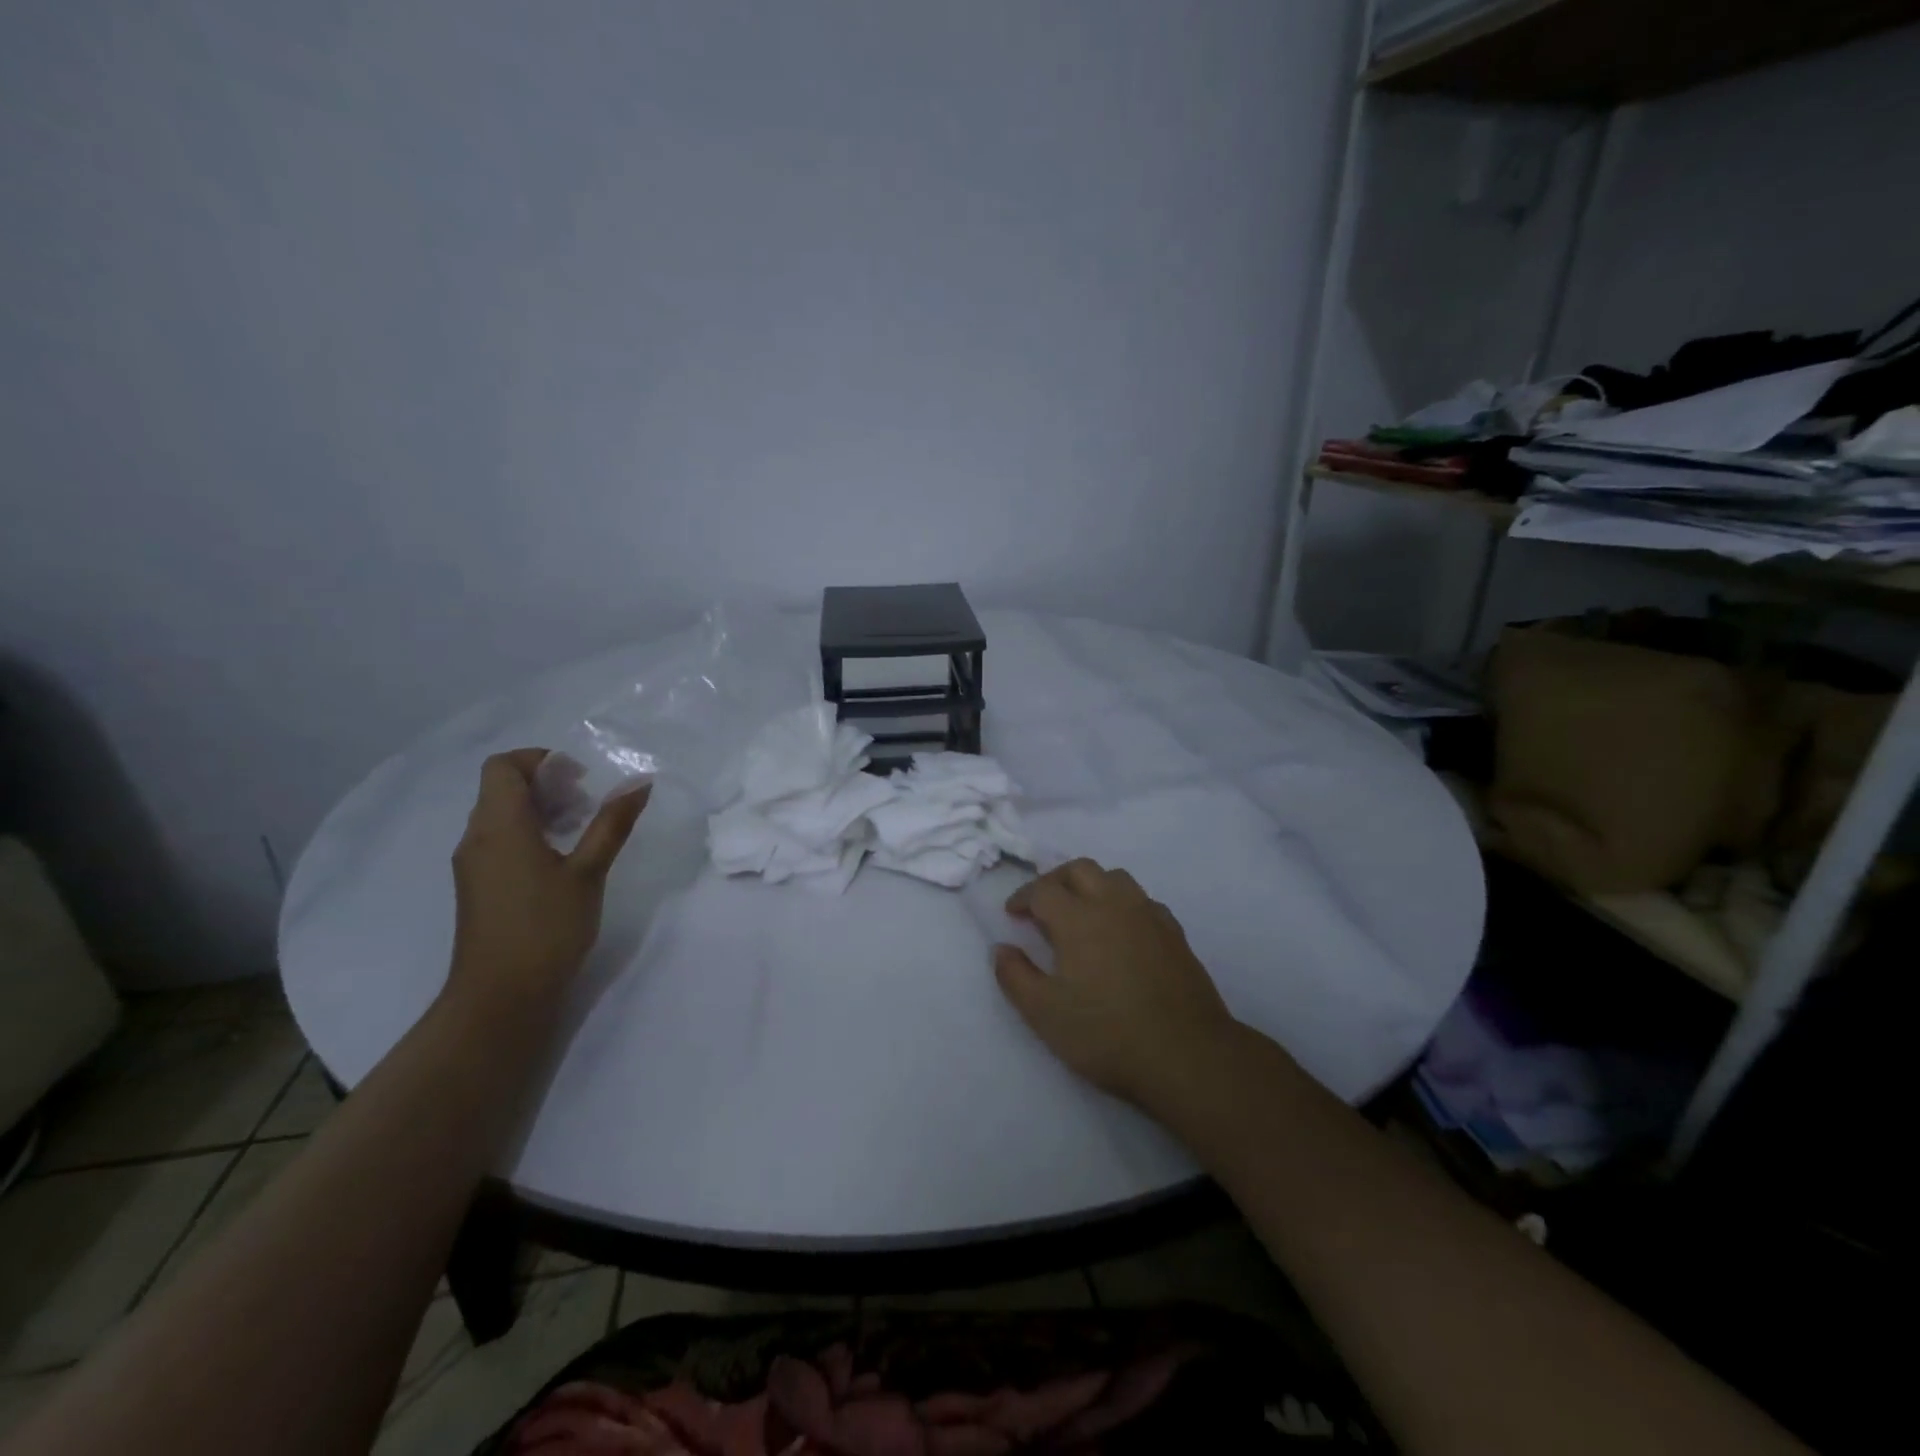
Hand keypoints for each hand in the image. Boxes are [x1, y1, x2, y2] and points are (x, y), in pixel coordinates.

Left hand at [447, 749, 648, 1010]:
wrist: (501, 997)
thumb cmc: (547, 927)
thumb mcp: (589, 871)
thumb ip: (612, 824)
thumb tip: (640, 783)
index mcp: (499, 826)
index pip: (503, 766)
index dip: (540, 760)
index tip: (580, 778)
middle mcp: (477, 838)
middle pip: (502, 788)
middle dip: (547, 784)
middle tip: (588, 803)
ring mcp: (473, 864)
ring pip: (500, 815)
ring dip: (540, 809)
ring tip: (581, 829)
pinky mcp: (478, 887)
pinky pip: (499, 840)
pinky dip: (529, 833)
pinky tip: (562, 860)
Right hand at [992, 858, 1239, 1107]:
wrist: (1186, 1054)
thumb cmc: (1107, 1034)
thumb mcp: (1045, 1014)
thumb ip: (1015, 977)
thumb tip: (1001, 949)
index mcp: (1078, 919)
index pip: (1043, 890)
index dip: (1023, 897)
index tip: (1013, 914)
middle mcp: (1114, 905)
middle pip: (1080, 869)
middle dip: (1055, 880)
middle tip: (1042, 905)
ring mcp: (1149, 916)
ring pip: (1116, 878)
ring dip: (1091, 885)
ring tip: (1081, 912)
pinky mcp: (1175, 934)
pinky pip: (1143, 901)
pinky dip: (1123, 904)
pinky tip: (1121, 931)